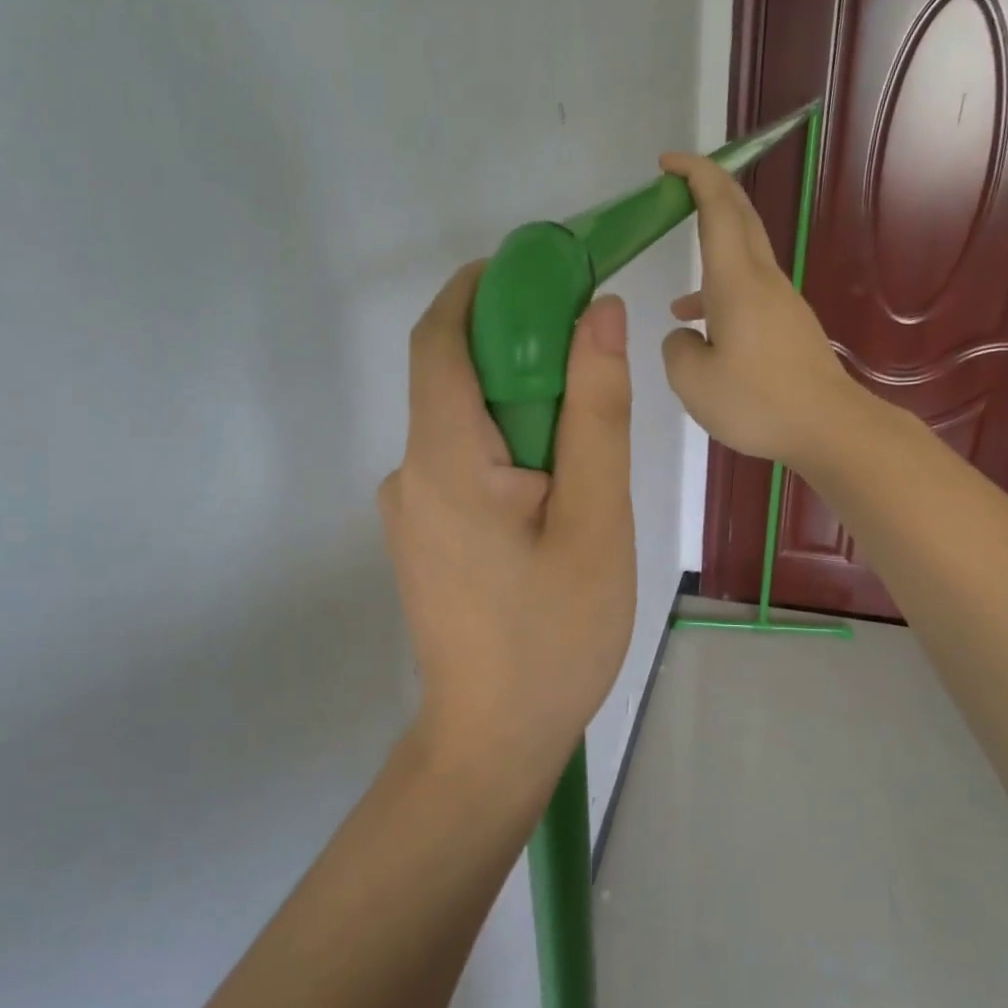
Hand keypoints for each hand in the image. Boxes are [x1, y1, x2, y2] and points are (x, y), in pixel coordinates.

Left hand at [380, 263, 636, 787]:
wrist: (495, 737)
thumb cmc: (554, 635)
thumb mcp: (595, 518)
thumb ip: (595, 411)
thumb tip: (597, 314)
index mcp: (442, 460)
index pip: (439, 339)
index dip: (482, 288)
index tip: (540, 269)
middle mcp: (410, 474)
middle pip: (452, 377)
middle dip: (516, 346)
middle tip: (590, 353)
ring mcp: (412, 509)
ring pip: (462, 425)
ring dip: (518, 406)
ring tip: (585, 437)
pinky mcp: (425, 536)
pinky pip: (461, 465)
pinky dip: (506, 449)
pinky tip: (553, 488)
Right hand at [658, 153, 861, 467]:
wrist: (829, 427)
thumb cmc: (757, 402)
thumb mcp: (693, 381)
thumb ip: (677, 348)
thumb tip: (685, 334)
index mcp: (736, 282)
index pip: (718, 208)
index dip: (695, 176)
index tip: (668, 163)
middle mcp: (762, 281)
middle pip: (739, 219)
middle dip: (709, 194)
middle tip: (675, 191)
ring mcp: (780, 303)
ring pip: (742, 260)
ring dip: (711, 256)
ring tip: (675, 303)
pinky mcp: (789, 327)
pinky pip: (749, 294)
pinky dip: (721, 298)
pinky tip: (707, 337)